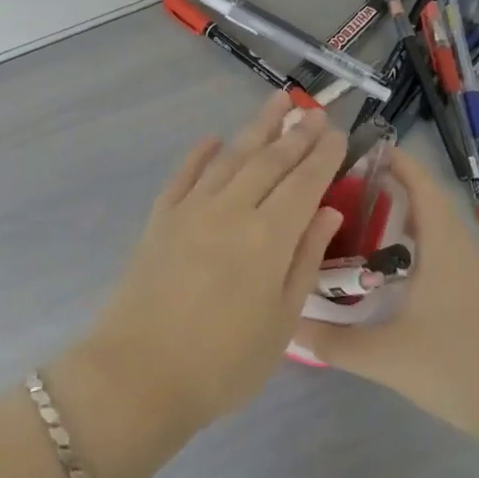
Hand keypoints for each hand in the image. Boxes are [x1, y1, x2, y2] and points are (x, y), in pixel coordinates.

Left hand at [81, 92, 347, 431]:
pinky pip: (185, 174)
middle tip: (315, 111)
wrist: (139, 374)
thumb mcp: (282, 323)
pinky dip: (201, 154)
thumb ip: (304, 261)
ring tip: (277, 103)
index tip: (339, 133)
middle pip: (269, 161)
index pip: (304, 184)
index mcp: (268, 237)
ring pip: (231, 157)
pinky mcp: (161, 217)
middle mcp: (231, 210)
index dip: (324, 156)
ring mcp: (191, 209)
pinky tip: (213, 139)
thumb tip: (327, 213)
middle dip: (296, 134)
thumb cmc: (223, 363)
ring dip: (256, 128)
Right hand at [301, 148, 478, 446]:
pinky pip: (441, 248)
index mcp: (443, 245)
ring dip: (400, 214)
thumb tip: (287, 325)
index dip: (392, 160)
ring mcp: (474, 272)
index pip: (419, 183)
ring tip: (354, 219)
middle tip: (340, 187)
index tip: (354, 149)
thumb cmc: (460, 369)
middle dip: (386, 185)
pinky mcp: (478, 293)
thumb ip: (332, 342)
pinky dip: (413, 241)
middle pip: (425, 199)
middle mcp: (461, 248)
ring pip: (434, 226)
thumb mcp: (386, 357)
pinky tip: (385, 267)